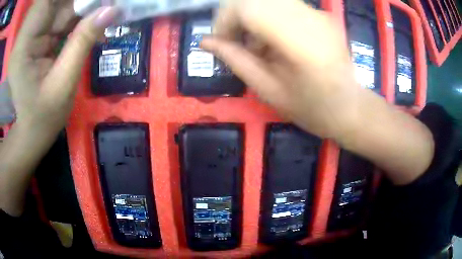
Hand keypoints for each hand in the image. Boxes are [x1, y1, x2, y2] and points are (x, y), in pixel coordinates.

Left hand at [8, 0, 119, 131]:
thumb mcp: (63, 83)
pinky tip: (91, 21)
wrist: (33, 130)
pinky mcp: (39, 35)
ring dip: (81, 6)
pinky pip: (61, 14)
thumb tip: (111, 10)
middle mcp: (26, 34)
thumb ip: (82, 43)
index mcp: (23, 46)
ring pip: (60, 4)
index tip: (92, 0)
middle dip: (79, 1)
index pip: (45, 1)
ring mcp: (32, 33)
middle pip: (53, 0)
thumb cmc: (44, 116)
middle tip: (103, 4)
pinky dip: (78, 14)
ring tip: (102, 11)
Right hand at [202, 0, 363, 139]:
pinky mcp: (319, 13)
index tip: (221, 41)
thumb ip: (235, 60)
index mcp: (300, 40)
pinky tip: (273, 39)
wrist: (349, 108)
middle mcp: (310, 17)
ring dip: (251, 15)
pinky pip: (283, 4)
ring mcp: (317, 12)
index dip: (225, 19)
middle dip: (234, 15)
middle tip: (235, 40)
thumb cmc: (311, 108)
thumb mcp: (268, 90)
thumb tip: (205, 42)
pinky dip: (267, 15)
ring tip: (256, 44)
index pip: (248, 7)